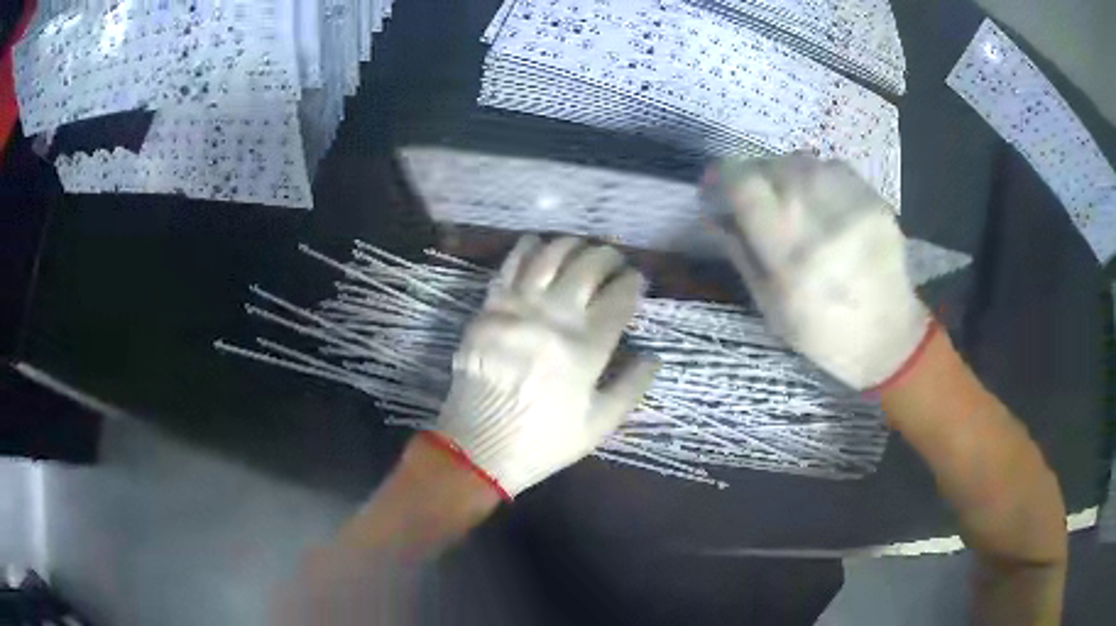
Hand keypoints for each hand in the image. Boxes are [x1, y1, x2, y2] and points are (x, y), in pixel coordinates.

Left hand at [428, 235, 659, 497]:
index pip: (619, 298)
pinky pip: (511, 265)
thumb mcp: (599, 424)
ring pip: (550, 255)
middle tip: (613, 262)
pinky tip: (539, 246)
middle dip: (607, 257)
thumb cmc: (544, 440)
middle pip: (587, 267)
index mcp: (585, 348)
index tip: (636, 280)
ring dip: (571, 245)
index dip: (633, 282)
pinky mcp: (489, 307)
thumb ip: (632, 387)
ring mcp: (517, 308)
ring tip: (580, 249)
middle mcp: (553, 317)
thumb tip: (654, 356)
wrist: (479, 445)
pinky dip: (528, 248)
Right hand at [703, 154, 933, 389]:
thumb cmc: (824, 333)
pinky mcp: (874, 199)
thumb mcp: (771, 307)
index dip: (721, 175)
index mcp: (789, 254)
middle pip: (771, 165)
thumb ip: (741, 254)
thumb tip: (714, 214)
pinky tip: (822, 201)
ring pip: (802, 161)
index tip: (714, 184)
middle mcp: (819, 218)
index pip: (744, 185)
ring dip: (785, 174)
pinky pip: (832, 167)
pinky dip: (817, 177)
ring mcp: (851, 204)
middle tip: (755, 198)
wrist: (889, 337)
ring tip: (790, 199)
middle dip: (753, 176)